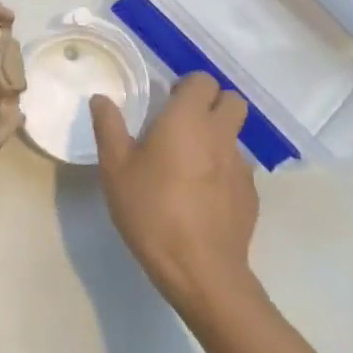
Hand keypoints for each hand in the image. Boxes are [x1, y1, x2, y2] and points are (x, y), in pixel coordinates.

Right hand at [91, 74, 261, 317]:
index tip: (166, 101)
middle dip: (211, 104)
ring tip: (188, 165)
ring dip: (216, 138)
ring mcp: (241, 166)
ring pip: (235, 135)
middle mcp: (220, 135)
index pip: (203, 80)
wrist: (200, 271)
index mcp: (187, 120)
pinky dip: (222, 170)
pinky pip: (238, 168)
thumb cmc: (151, 211)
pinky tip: (201, 196)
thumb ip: (109, 127)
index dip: (187, 86)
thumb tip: (101, 99)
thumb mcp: (115, 169)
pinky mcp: (251, 196)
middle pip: (232, 101)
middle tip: (182, 124)